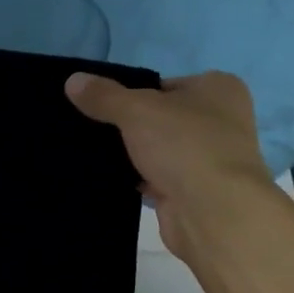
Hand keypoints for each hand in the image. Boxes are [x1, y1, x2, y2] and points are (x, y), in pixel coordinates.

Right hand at [65, 70, 279, 256]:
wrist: (213, 212)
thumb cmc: (184, 145)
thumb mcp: (137, 110)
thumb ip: (104, 95)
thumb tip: (73, 80)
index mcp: (219, 89)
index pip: (165, 85)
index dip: (133, 94)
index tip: (102, 106)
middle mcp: (220, 121)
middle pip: (162, 118)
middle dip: (130, 127)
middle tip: (91, 130)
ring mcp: (209, 159)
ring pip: (159, 150)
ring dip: (134, 156)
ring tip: (92, 154)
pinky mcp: (195, 191)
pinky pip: (158, 179)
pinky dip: (138, 180)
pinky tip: (108, 180)